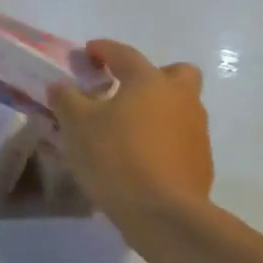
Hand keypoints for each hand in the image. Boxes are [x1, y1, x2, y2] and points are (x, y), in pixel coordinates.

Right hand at [48, 40, 213, 224]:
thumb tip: (61, 86)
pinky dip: (161, 139)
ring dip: (156, 110)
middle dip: (152, 76)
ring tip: (125, 130)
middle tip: (125, 91)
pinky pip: (179, 138)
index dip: (104, 50)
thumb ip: (66, 99)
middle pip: (175, 73)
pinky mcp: (201, 161)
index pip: (124, 54)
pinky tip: (138, 158)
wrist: (162, 212)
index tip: (88, 52)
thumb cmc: (115, 157)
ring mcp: (196, 130)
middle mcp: (180, 98)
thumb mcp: (76, 125)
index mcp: (149, 81)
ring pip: (179, 107)